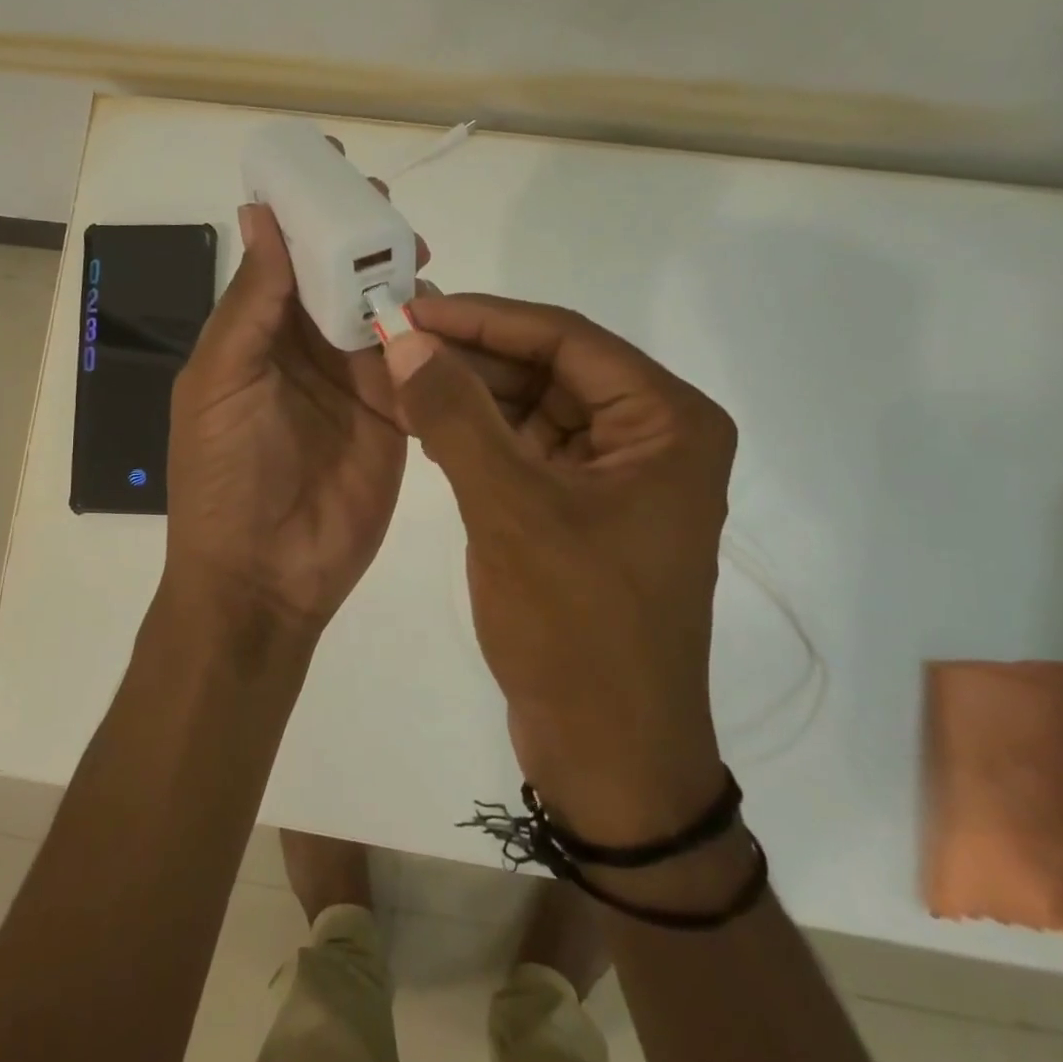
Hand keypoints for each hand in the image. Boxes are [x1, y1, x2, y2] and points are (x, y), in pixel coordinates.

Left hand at [162, 197, 417, 657]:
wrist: (264, 577)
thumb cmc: (224, 476)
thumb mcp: (222, 381)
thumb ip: (250, 303)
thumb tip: (261, 214)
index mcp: (256, 335)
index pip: (285, 257)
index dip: (307, 212)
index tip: (335, 163)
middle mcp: (306, 350)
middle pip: (340, 277)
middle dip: (363, 239)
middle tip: (390, 212)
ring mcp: (354, 382)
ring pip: (382, 312)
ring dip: (399, 281)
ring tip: (419, 257)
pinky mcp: (394, 416)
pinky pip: (415, 363)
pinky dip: (429, 335)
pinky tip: (445, 312)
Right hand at [382, 294, 736, 842]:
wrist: (608, 754)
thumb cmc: (577, 629)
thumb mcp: (510, 511)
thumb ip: (455, 417)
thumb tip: (404, 340)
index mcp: (667, 422)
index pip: (567, 339)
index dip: (485, 319)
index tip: (415, 307)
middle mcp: (652, 436)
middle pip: (551, 369)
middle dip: (472, 355)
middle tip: (395, 337)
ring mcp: (616, 476)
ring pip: (533, 409)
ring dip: (470, 394)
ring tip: (398, 372)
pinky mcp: (582, 510)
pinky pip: (526, 451)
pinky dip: (478, 436)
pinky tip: (424, 421)